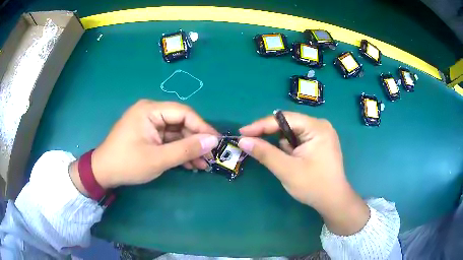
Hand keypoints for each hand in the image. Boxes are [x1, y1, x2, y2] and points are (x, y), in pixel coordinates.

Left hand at [71, 100, 218, 191]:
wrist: (103, 173)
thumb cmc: (127, 164)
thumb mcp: (158, 159)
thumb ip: (186, 149)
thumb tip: (213, 141)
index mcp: (150, 110)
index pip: (183, 113)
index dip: (202, 127)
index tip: (216, 142)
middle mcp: (151, 112)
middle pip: (181, 123)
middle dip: (196, 141)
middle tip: (211, 158)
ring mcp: (149, 124)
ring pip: (176, 134)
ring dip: (189, 149)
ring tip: (204, 165)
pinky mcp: (149, 135)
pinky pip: (168, 140)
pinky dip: (179, 152)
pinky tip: (190, 164)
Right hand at [238, 112, 368, 234]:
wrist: (333, 201)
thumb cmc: (313, 186)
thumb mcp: (287, 170)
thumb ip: (265, 153)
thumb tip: (242, 140)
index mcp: (316, 127)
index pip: (283, 119)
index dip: (260, 125)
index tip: (242, 132)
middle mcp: (320, 125)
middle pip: (288, 124)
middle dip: (272, 137)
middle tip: (255, 146)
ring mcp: (321, 134)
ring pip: (292, 133)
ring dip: (283, 146)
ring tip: (287, 163)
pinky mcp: (320, 143)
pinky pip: (298, 140)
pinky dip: (290, 149)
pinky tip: (294, 162)